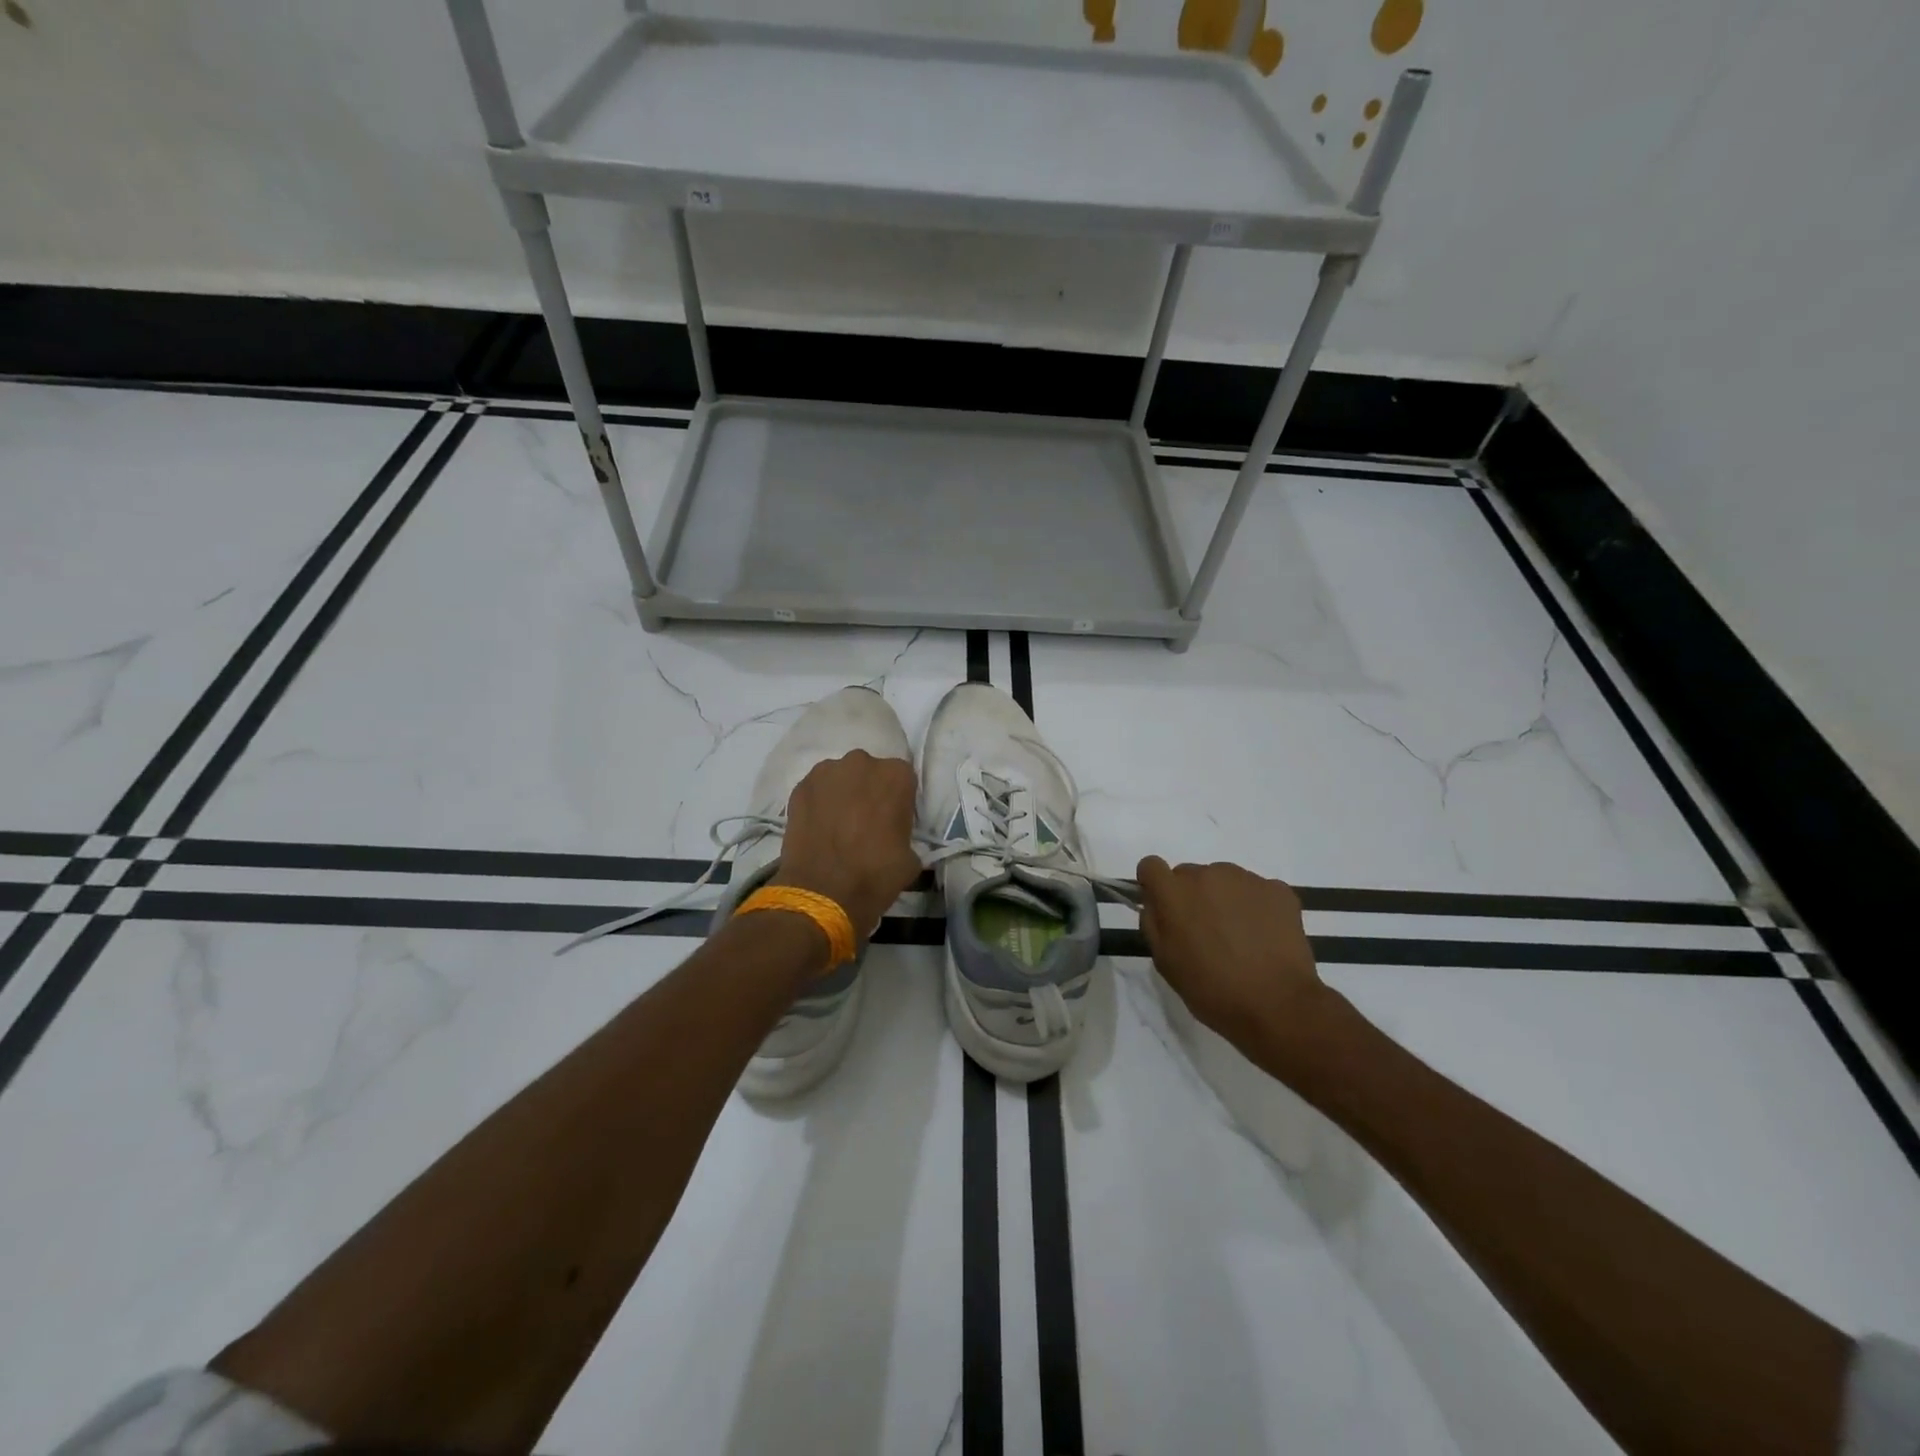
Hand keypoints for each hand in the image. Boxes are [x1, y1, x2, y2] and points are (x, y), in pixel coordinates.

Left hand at [773, 751, 921, 953]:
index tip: (893, 820)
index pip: (902, 779)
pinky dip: (819, 803)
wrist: (823, 892)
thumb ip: (905, 834)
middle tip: (865, 821)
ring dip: (842, 794)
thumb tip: (894, 838)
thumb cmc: (875, 874)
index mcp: (896, 775)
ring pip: (841, 778)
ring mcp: (826, 771)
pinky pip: (817, 790)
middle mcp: (862, 763)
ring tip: (838, 824)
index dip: (898, 800)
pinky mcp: (800, 786)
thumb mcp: (910, 857)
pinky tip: (819, 827)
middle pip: (869, 772)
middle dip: (868, 791)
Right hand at [1135, 858, 1339, 1074]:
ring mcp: (1245, 879)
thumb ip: (1153, 924)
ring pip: (1223, 880)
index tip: (1164, 908)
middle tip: (1205, 933)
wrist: (1278, 1006)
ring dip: (1223, 899)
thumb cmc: (1212, 990)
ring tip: (1239, 937)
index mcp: (1174, 893)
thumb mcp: (1165, 963)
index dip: (1155, 886)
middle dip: (1191, 897)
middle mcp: (1207, 875)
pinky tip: (1263, 937)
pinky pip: (1256, 890)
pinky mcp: (1277, 889)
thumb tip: (1155, 903)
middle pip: (1189, 874)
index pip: (1151, 866)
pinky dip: (1255, 907)